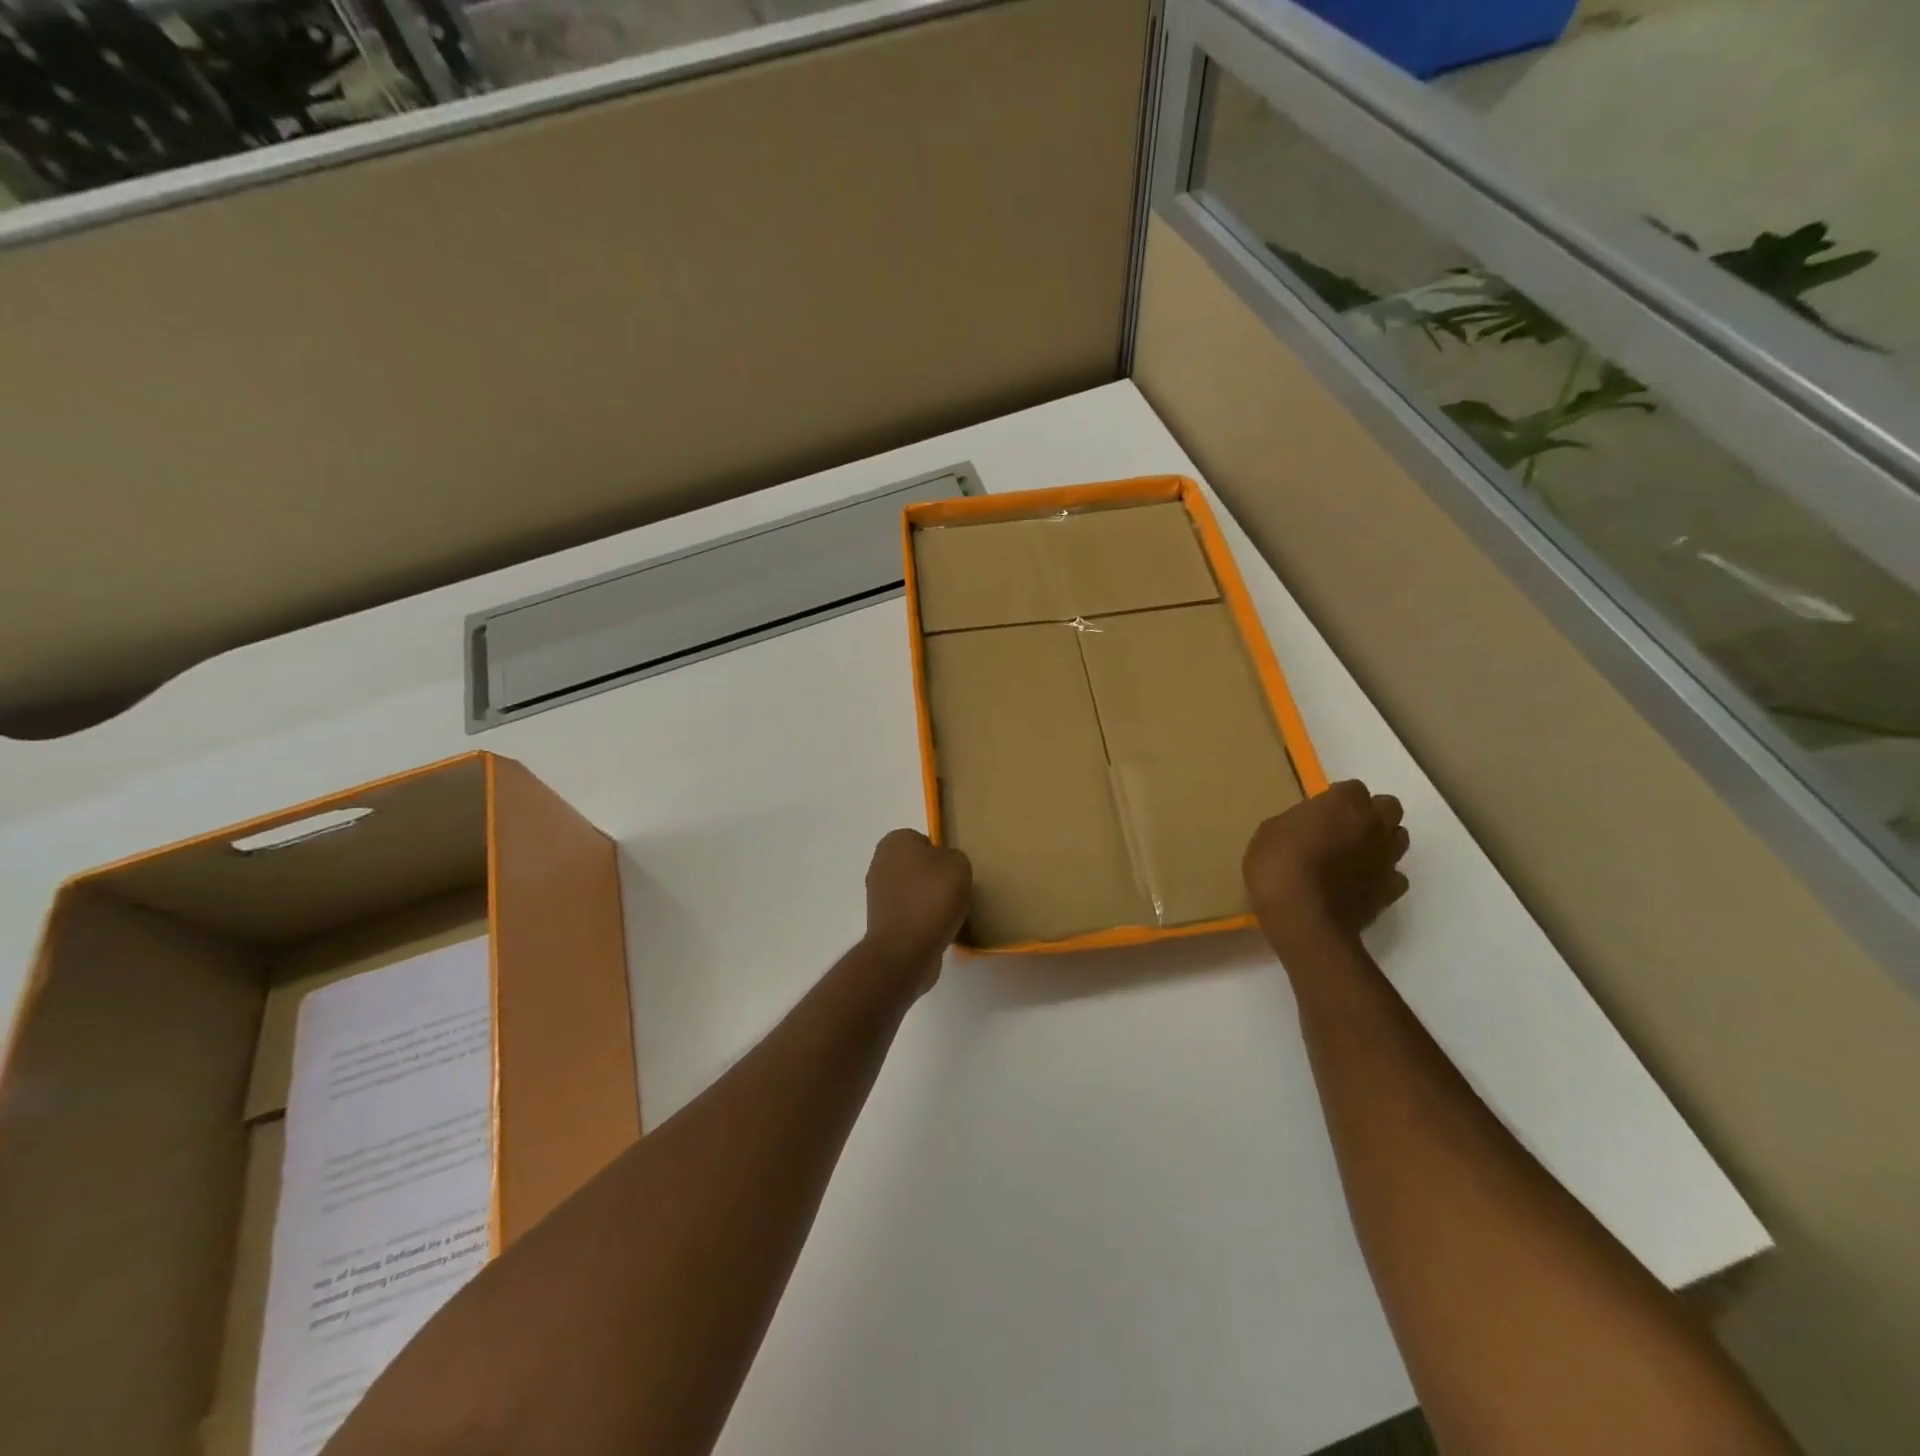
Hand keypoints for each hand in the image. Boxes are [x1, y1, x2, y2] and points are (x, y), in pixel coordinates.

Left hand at [863, 829, 972, 992]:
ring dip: (928, 901)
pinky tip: (939, 930)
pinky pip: (909, 914)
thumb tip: (944, 868)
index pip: (923, 840)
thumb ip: (953, 857)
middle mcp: (880, 863)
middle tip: (955, 891)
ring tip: (950, 913)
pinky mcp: (881, 922)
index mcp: (894, 841)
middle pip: (916, 866)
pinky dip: (922, 921)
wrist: (906, 949)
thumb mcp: (959, 864)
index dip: (942, 854)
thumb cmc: (932, 897)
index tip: (955, 871)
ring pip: (912, 891)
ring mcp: (877, 895)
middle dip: (934, 878)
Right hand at [1243, 781, 1408, 959]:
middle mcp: (1374, 825)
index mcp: (1344, 803)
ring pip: (1399, 838)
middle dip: (1370, 813)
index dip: (1335, 799)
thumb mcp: (1270, 832)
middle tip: (1342, 828)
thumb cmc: (1279, 866)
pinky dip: (1382, 877)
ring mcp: (1387, 859)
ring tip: (1354, 854)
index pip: (1352, 788)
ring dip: (1380, 841)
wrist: (1304, 919)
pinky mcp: (1390, 891)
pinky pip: (1395, 876)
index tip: (1317, 813)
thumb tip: (1307, 828)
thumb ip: (1297, 823)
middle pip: (1388, 807)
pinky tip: (1361, 884)